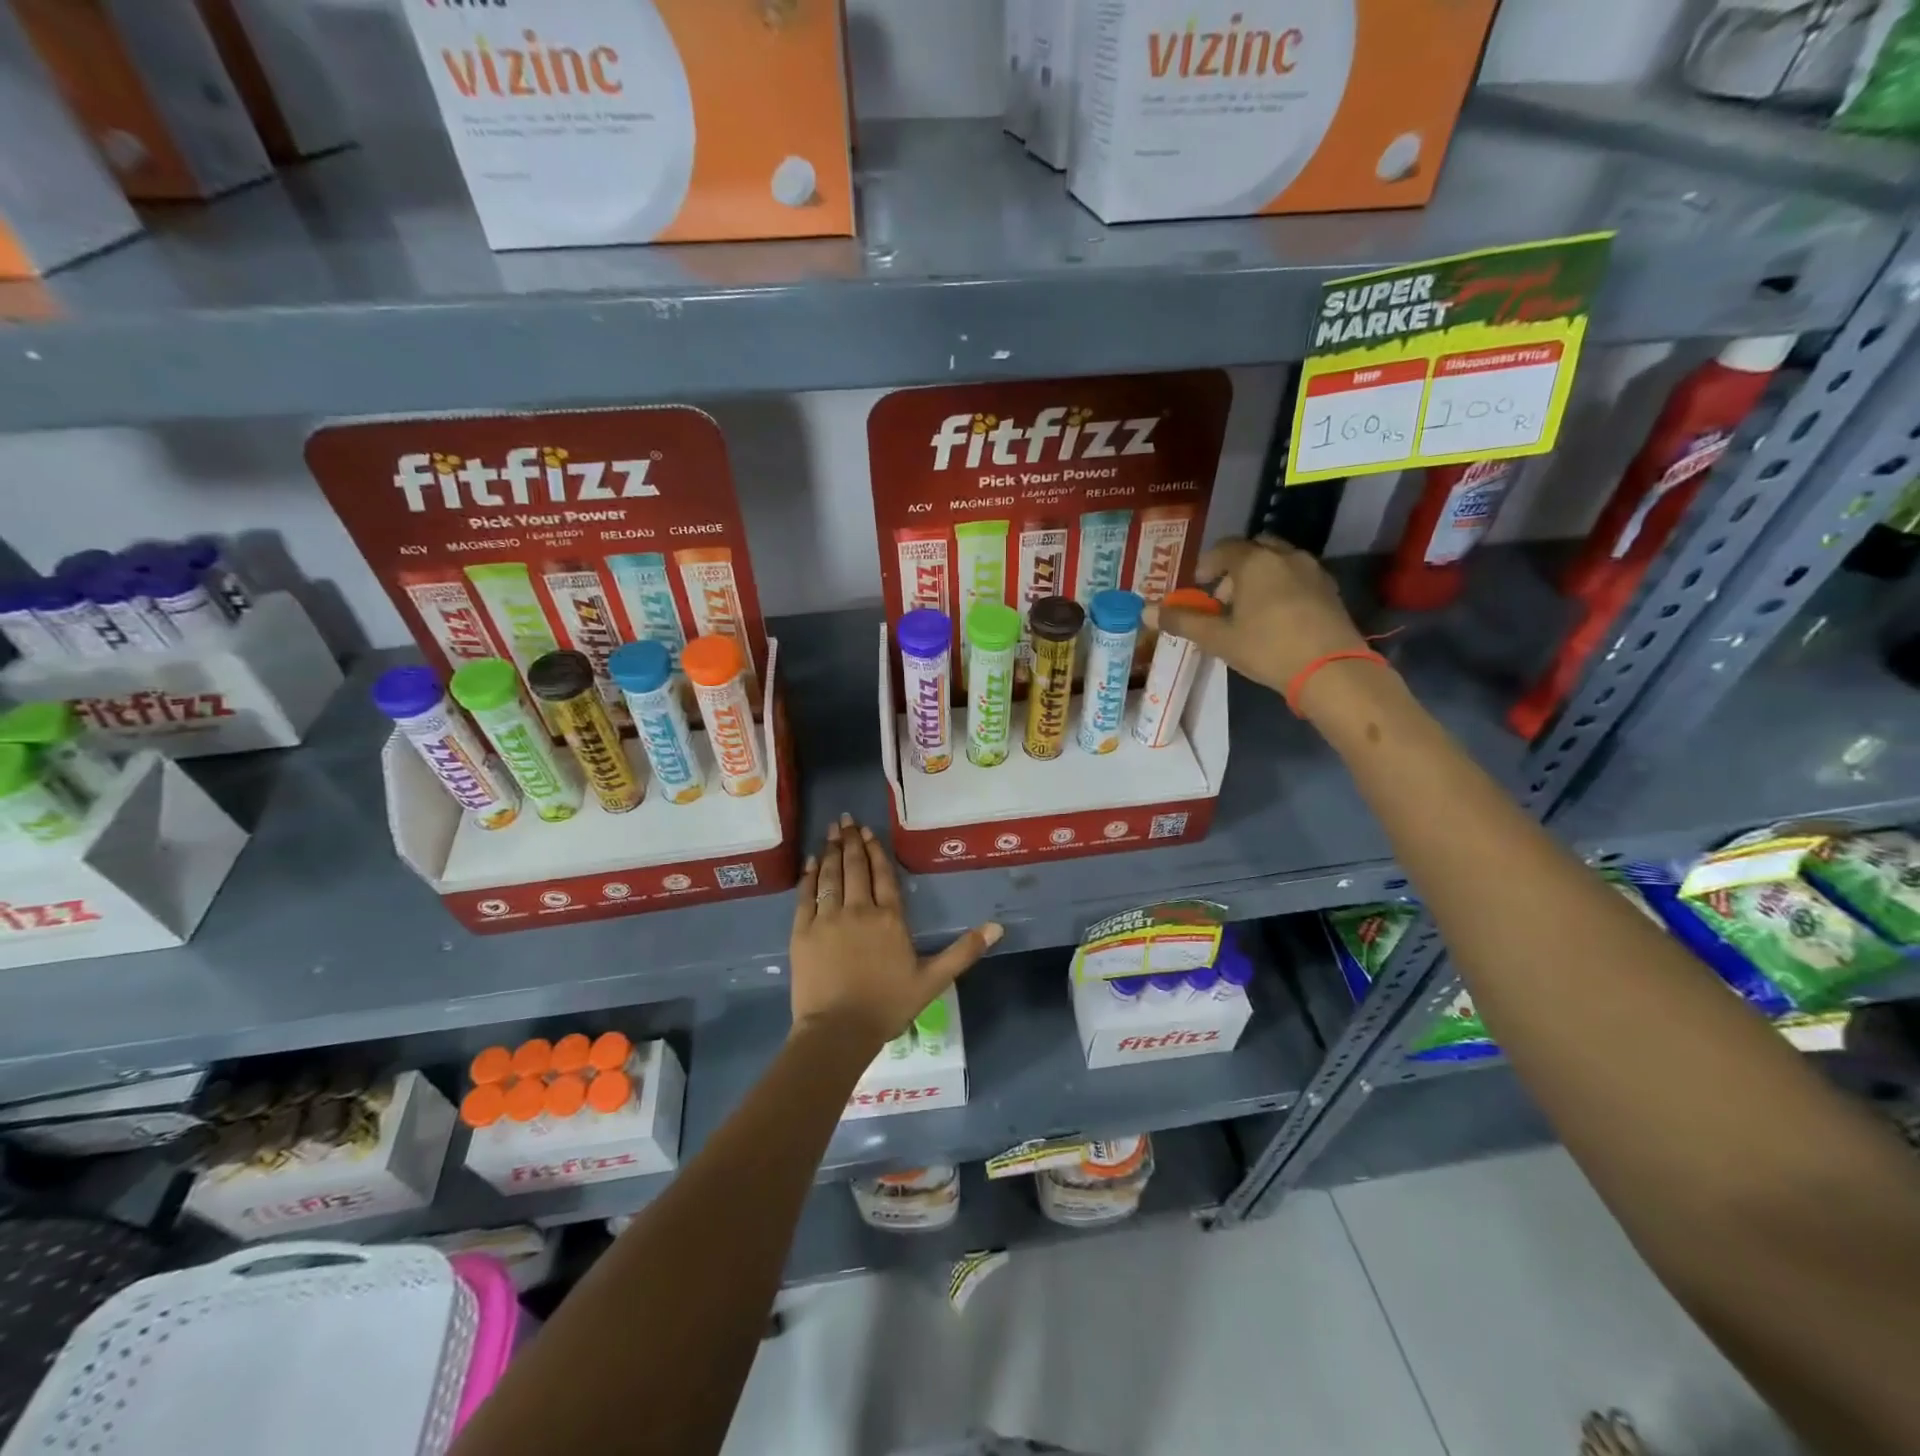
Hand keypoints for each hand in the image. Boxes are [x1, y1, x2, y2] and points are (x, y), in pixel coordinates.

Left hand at [790, 813, 1002, 1047]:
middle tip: (846, 819)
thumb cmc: (887, 1006)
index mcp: (889, 918)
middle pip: (855, 867)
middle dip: (851, 840)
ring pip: (830, 875)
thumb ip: (963, 952)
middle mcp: (858, 909)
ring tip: (832, 830)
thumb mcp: (933, 981)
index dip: (876, 851)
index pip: (883, 875)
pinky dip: (809, 875)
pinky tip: (811, 861)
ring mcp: (827, 918)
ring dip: (831, 850)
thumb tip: (997, 927)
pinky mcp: (803, 931)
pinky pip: (806, 895)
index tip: (868, 831)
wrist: (838, 1030)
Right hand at [1149, 536, 1371, 698]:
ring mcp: (1312, 571)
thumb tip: (1145, 612)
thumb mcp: (1218, 638)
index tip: (1198, 585)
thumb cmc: (1267, 648)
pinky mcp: (1330, 590)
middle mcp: (1285, 556)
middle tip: (1223, 598)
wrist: (1331, 670)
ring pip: (1278, 562)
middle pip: (1254, 549)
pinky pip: (1298, 578)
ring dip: (1259, 578)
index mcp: (1255, 562)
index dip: (1207, 565)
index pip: (1224, 548)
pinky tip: (1276, 619)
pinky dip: (1281, 588)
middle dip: (1235, 568)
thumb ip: (1182, 621)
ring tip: (1249, 611)